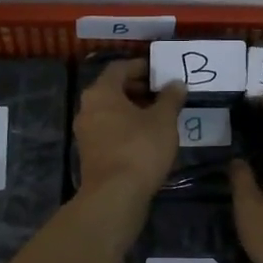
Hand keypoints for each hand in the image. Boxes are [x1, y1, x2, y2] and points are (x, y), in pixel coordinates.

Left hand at [74, 59, 184, 201]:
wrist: (115, 195)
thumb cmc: (140, 148)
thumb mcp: (163, 120)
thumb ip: (170, 98)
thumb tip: (176, 84)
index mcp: (101, 92)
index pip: (120, 67)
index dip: (141, 67)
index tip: (161, 72)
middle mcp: (87, 108)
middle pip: (113, 89)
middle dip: (138, 88)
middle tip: (163, 94)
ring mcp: (86, 132)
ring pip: (111, 111)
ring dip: (133, 110)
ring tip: (159, 116)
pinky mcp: (90, 154)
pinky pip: (109, 130)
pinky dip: (126, 127)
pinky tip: (147, 137)